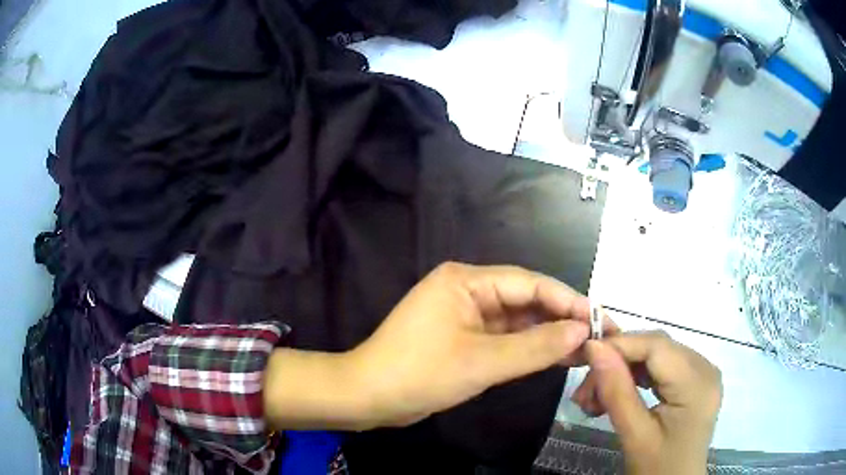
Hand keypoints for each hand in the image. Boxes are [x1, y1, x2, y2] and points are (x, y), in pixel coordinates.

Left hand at [263, 262, 601, 431]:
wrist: (368, 397)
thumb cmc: (419, 374)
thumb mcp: (482, 362)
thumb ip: (535, 346)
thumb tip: (582, 331)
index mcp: (466, 280)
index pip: (529, 283)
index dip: (567, 300)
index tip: (599, 319)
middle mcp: (467, 290)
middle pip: (525, 300)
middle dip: (561, 319)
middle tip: (597, 336)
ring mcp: (465, 315)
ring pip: (516, 321)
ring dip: (547, 335)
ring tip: (585, 349)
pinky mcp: (463, 338)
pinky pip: (504, 338)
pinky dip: (527, 348)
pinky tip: (555, 357)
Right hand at [572, 331, 721, 474]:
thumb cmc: (657, 468)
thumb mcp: (635, 435)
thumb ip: (616, 391)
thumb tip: (593, 347)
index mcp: (697, 383)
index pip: (657, 346)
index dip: (620, 344)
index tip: (583, 358)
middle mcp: (705, 368)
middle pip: (657, 348)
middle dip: (618, 362)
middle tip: (584, 392)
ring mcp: (702, 373)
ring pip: (657, 355)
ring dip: (624, 371)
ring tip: (595, 398)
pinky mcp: (695, 381)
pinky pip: (663, 367)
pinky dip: (637, 377)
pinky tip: (619, 393)